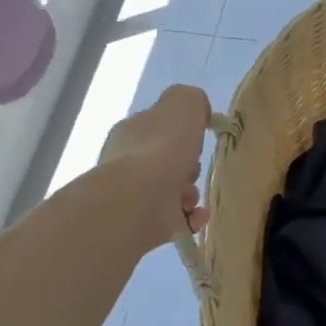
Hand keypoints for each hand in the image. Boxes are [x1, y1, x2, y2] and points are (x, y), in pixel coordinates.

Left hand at [101, 86, 211, 252]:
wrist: (139, 199)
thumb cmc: (162, 147)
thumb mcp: (184, 103)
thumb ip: (192, 100)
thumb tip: (199, 112)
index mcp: (132, 132)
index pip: (157, 127)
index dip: (181, 131)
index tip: (198, 136)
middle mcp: (127, 163)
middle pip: (165, 161)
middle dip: (187, 166)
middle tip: (195, 167)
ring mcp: (133, 196)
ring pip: (170, 191)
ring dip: (189, 193)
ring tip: (192, 195)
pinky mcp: (143, 225)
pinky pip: (174, 220)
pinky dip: (190, 218)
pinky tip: (198, 215)